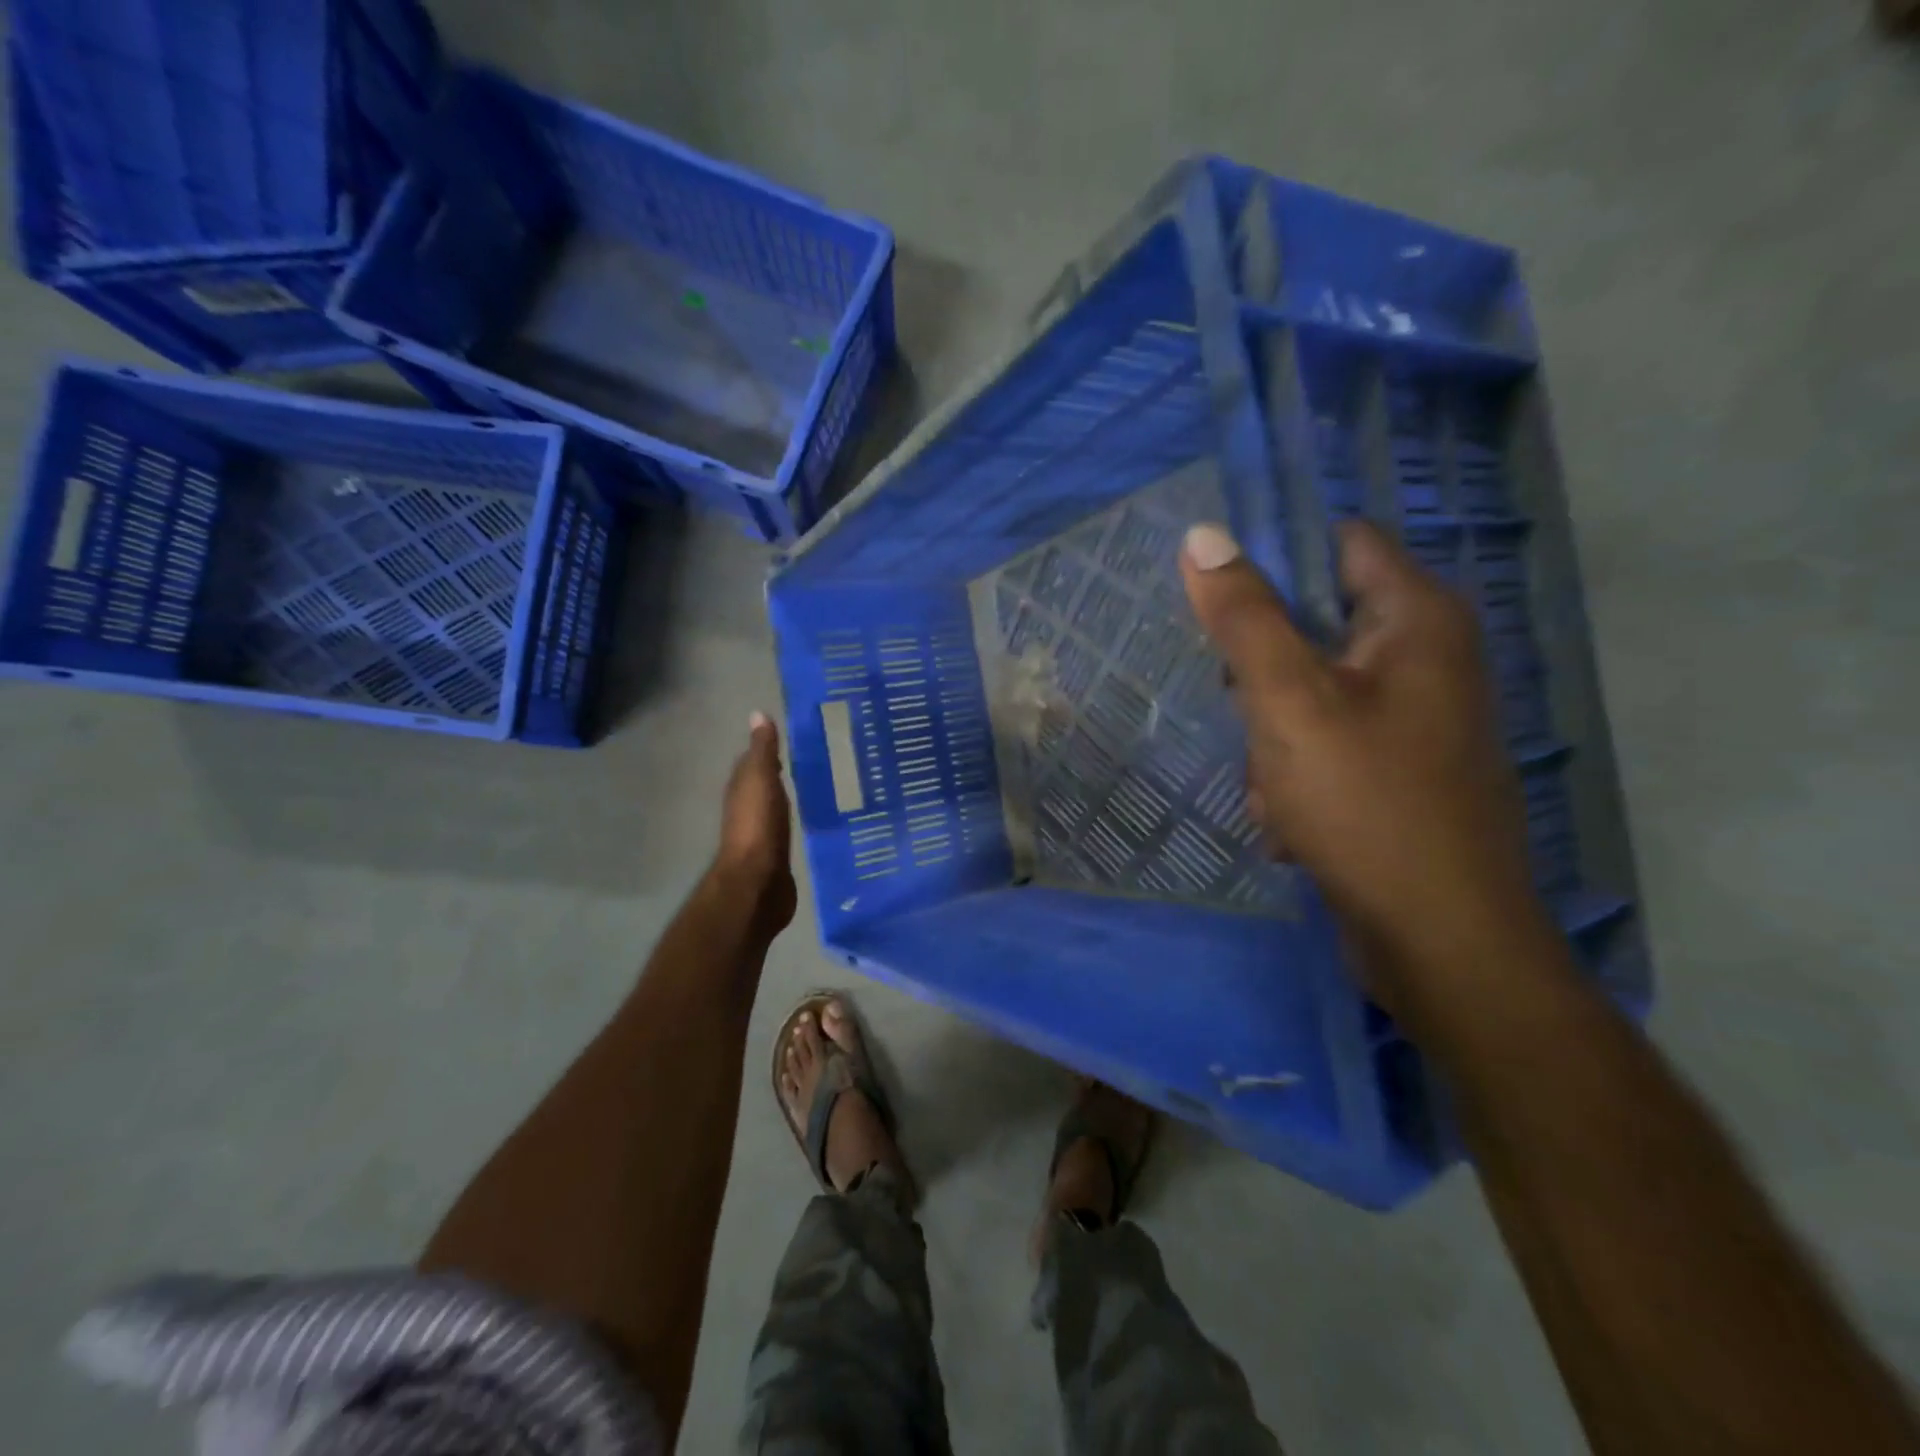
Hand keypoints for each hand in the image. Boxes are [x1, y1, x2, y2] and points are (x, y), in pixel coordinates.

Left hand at [715, 713, 797, 936]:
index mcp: (743, 788)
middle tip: (818, 758)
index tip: (796, 736)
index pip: (754, 761)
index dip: (769, 748)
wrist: (757, 884)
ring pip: (777, 805)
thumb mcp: (761, 780)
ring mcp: (762, 833)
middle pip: (765, 783)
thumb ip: (762, 750)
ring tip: (824, 784)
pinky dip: (798, 818)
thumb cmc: (758, 827)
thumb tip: (757, 714)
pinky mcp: (777, 854)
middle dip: (784, 771)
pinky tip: (817, 817)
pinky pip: (788, 828)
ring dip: (792, 795)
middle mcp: (749, 808)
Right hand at [1181, 521, 1544, 1001]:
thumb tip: (1203, 535)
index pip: (1340, 544)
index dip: (1274, 558)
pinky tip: (1289, 819)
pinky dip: (1296, 772)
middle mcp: (1428, 659)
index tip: (1216, 598)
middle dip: (1262, 673)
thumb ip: (1244, 617)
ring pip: (1310, 694)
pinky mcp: (1400, 772)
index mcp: (1417, 621)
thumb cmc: (1365, 802)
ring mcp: (1417, 721)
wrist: (1437, 939)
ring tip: (1271, 785)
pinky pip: (1326, 744)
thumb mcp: (1288, 701)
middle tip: (1240, 711)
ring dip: (1272, 734)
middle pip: (1315, 626)